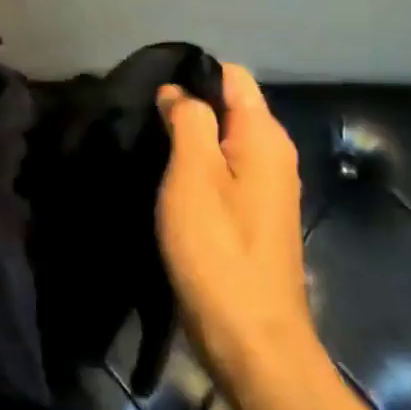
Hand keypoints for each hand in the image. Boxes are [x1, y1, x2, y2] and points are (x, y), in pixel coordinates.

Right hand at [155, 66, 310, 372]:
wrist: (249, 335)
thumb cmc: (217, 248)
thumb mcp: (193, 174)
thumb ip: (189, 121)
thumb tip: (178, 91)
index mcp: (264, 137)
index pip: (233, 77)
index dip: (193, 74)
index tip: (149, 87)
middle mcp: (272, 155)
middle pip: (227, 107)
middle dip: (186, 105)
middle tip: (138, 117)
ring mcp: (264, 188)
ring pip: (221, 141)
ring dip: (186, 138)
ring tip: (145, 143)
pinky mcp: (250, 216)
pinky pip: (221, 172)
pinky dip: (194, 167)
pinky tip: (165, 179)